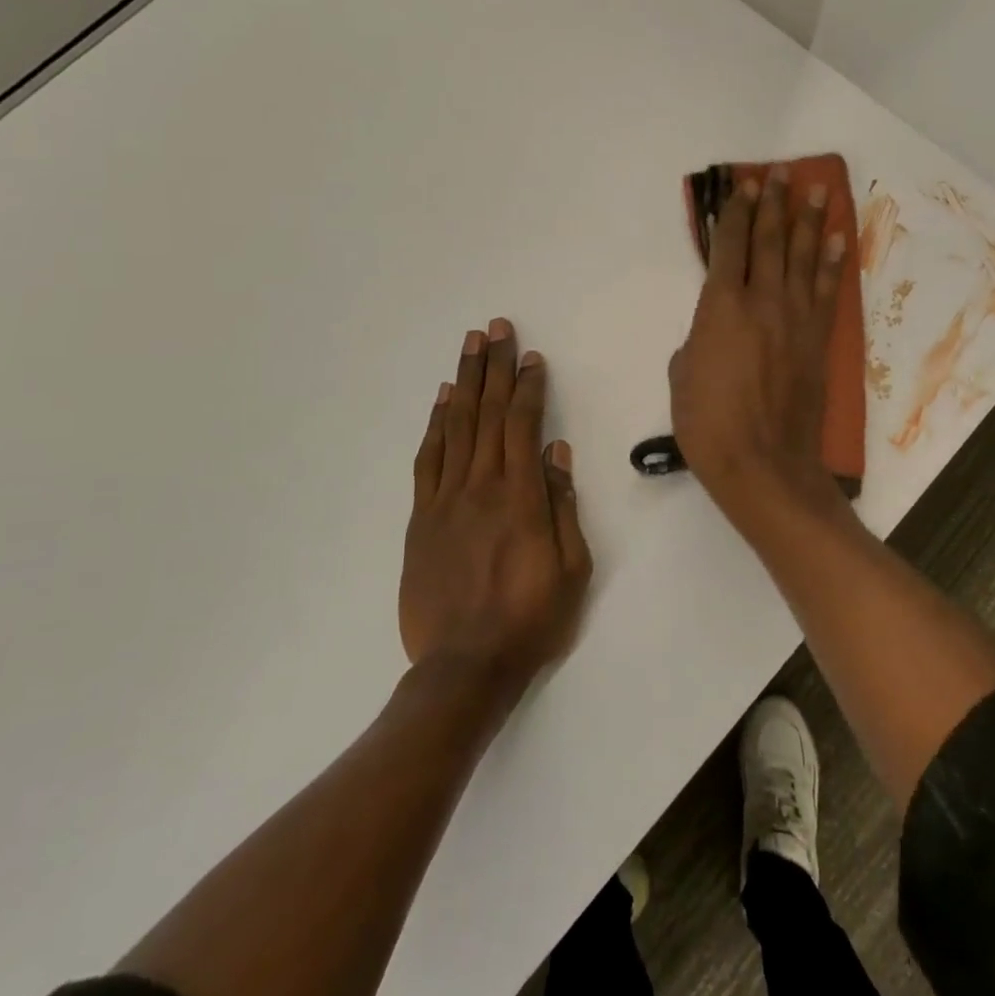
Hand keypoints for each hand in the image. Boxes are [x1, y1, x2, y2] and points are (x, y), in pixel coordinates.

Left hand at [402, 319, 592, 696]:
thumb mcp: (572, 568)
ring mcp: (446, 500)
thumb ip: (562, 506)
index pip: (523, 425)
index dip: (528, 387)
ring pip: (456, 428)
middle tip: (496, 328)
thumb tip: (557, 453)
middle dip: (494, 367)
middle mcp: (481, 487)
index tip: (532, 357)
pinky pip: (428, 460)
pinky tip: (443, 400)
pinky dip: (435, 425)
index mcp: (520, 498)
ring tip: (470, 346)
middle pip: (487, 414)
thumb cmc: (531, 619)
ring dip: (465, 383)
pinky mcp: (422, 518)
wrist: (465, 667)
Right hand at [669, 167, 849, 519]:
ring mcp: (796, 318)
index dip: (735, 213)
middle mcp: (762, 301)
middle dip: (772, 204)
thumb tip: (710, 332)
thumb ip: (696, 341)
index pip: (729, 246)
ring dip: (809, 220)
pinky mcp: (818, 340)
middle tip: (779, 173)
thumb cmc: (708, 424)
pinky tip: (837, 239)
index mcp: (721, 307)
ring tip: (815, 189)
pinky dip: (833, 262)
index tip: (742, 186)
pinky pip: (827, 291)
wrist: (764, 463)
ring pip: (803, 257)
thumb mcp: (681, 376)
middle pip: (769, 241)